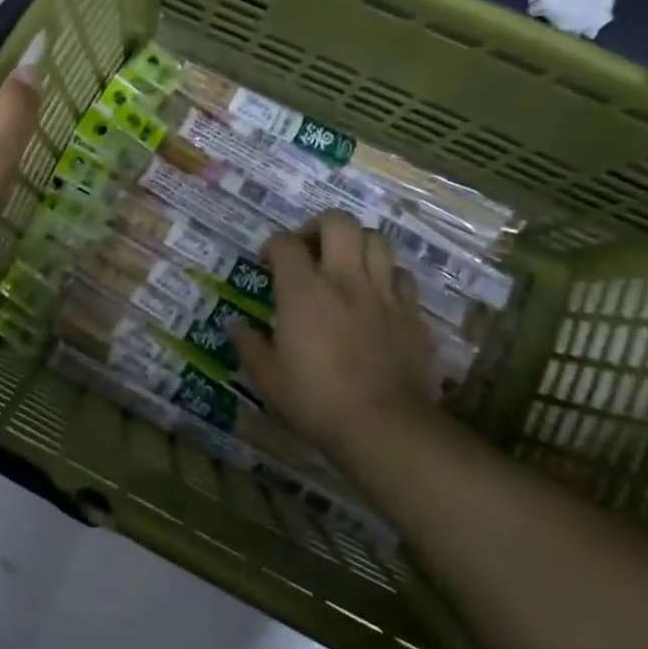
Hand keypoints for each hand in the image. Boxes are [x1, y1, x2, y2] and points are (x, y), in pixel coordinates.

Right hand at [231, 213, 441, 468]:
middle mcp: (344, 280)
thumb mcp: (267, 378)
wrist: (385, 427)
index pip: (285, 242)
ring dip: (356, 244)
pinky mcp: (412, 313)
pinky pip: (401, 275)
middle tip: (309, 250)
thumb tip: (235, 326)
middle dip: (319, 227)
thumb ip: (249, 345)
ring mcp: (383, 293)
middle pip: (338, 221)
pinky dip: (386, 275)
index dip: (272, 245)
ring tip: (344, 265)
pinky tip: (376, 295)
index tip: (266, 263)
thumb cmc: (316, 401)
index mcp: (303, 291)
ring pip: (376, 239)